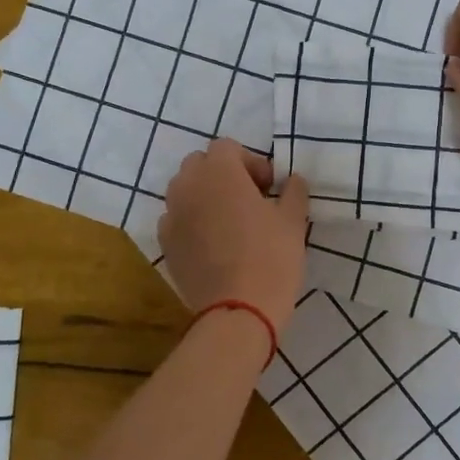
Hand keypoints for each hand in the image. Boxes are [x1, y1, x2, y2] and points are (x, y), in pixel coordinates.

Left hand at [157, 139, 309, 328]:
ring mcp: (172, 215)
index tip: (269, 188)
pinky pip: (177, 219)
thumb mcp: (293, 221)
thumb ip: (293, 192)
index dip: (251, 162)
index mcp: (219, 172)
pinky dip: (192, 221)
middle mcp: (188, 186)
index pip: (227, 148)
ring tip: (230, 221)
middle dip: (224, 175)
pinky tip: (214, 244)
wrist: (238, 311)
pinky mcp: (166, 243)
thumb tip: (292, 181)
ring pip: (185, 190)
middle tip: (250, 199)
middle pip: (200, 164)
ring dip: (206, 196)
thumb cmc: (270, 257)